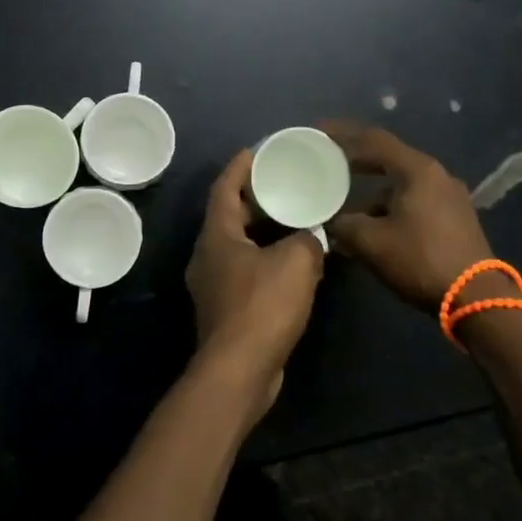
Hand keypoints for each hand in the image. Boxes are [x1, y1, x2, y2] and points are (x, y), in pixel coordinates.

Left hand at [185, 149, 324, 423]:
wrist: (239, 371)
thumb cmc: (262, 307)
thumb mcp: (296, 262)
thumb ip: (308, 239)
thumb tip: (313, 236)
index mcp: (217, 235)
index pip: (224, 187)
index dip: (240, 166)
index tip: (257, 149)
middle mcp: (208, 255)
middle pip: (229, 215)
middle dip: (254, 198)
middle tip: (283, 183)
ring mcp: (213, 284)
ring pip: (238, 245)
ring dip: (263, 231)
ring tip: (293, 219)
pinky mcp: (225, 309)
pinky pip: (245, 271)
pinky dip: (265, 259)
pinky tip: (292, 263)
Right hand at [320, 120, 499, 312]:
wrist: (477, 298)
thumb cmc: (420, 260)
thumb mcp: (371, 242)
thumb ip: (343, 224)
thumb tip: (327, 220)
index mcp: (417, 170)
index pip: (373, 140)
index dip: (342, 133)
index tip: (318, 131)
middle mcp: (436, 175)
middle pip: (388, 157)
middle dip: (356, 159)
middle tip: (327, 160)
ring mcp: (449, 196)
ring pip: (401, 183)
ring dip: (371, 190)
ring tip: (344, 203)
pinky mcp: (454, 217)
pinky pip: (413, 199)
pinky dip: (388, 205)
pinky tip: (371, 225)